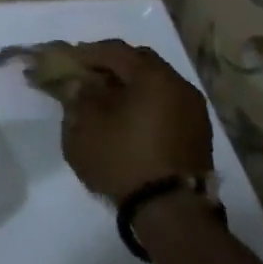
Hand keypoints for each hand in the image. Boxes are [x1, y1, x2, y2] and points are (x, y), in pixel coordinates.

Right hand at [56, 40, 212, 202]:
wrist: (171, 213)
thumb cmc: (123, 159)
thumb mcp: (85, 125)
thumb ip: (78, 96)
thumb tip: (79, 83)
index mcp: (153, 76)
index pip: (114, 50)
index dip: (86, 53)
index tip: (66, 61)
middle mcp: (179, 85)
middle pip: (139, 63)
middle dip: (110, 67)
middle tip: (85, 77)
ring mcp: (193, 111)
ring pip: (154, 85)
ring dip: (128, 87)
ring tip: (103, 101)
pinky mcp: (197, 134)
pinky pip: (164, 105)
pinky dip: (143, 104)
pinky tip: (125, 120)